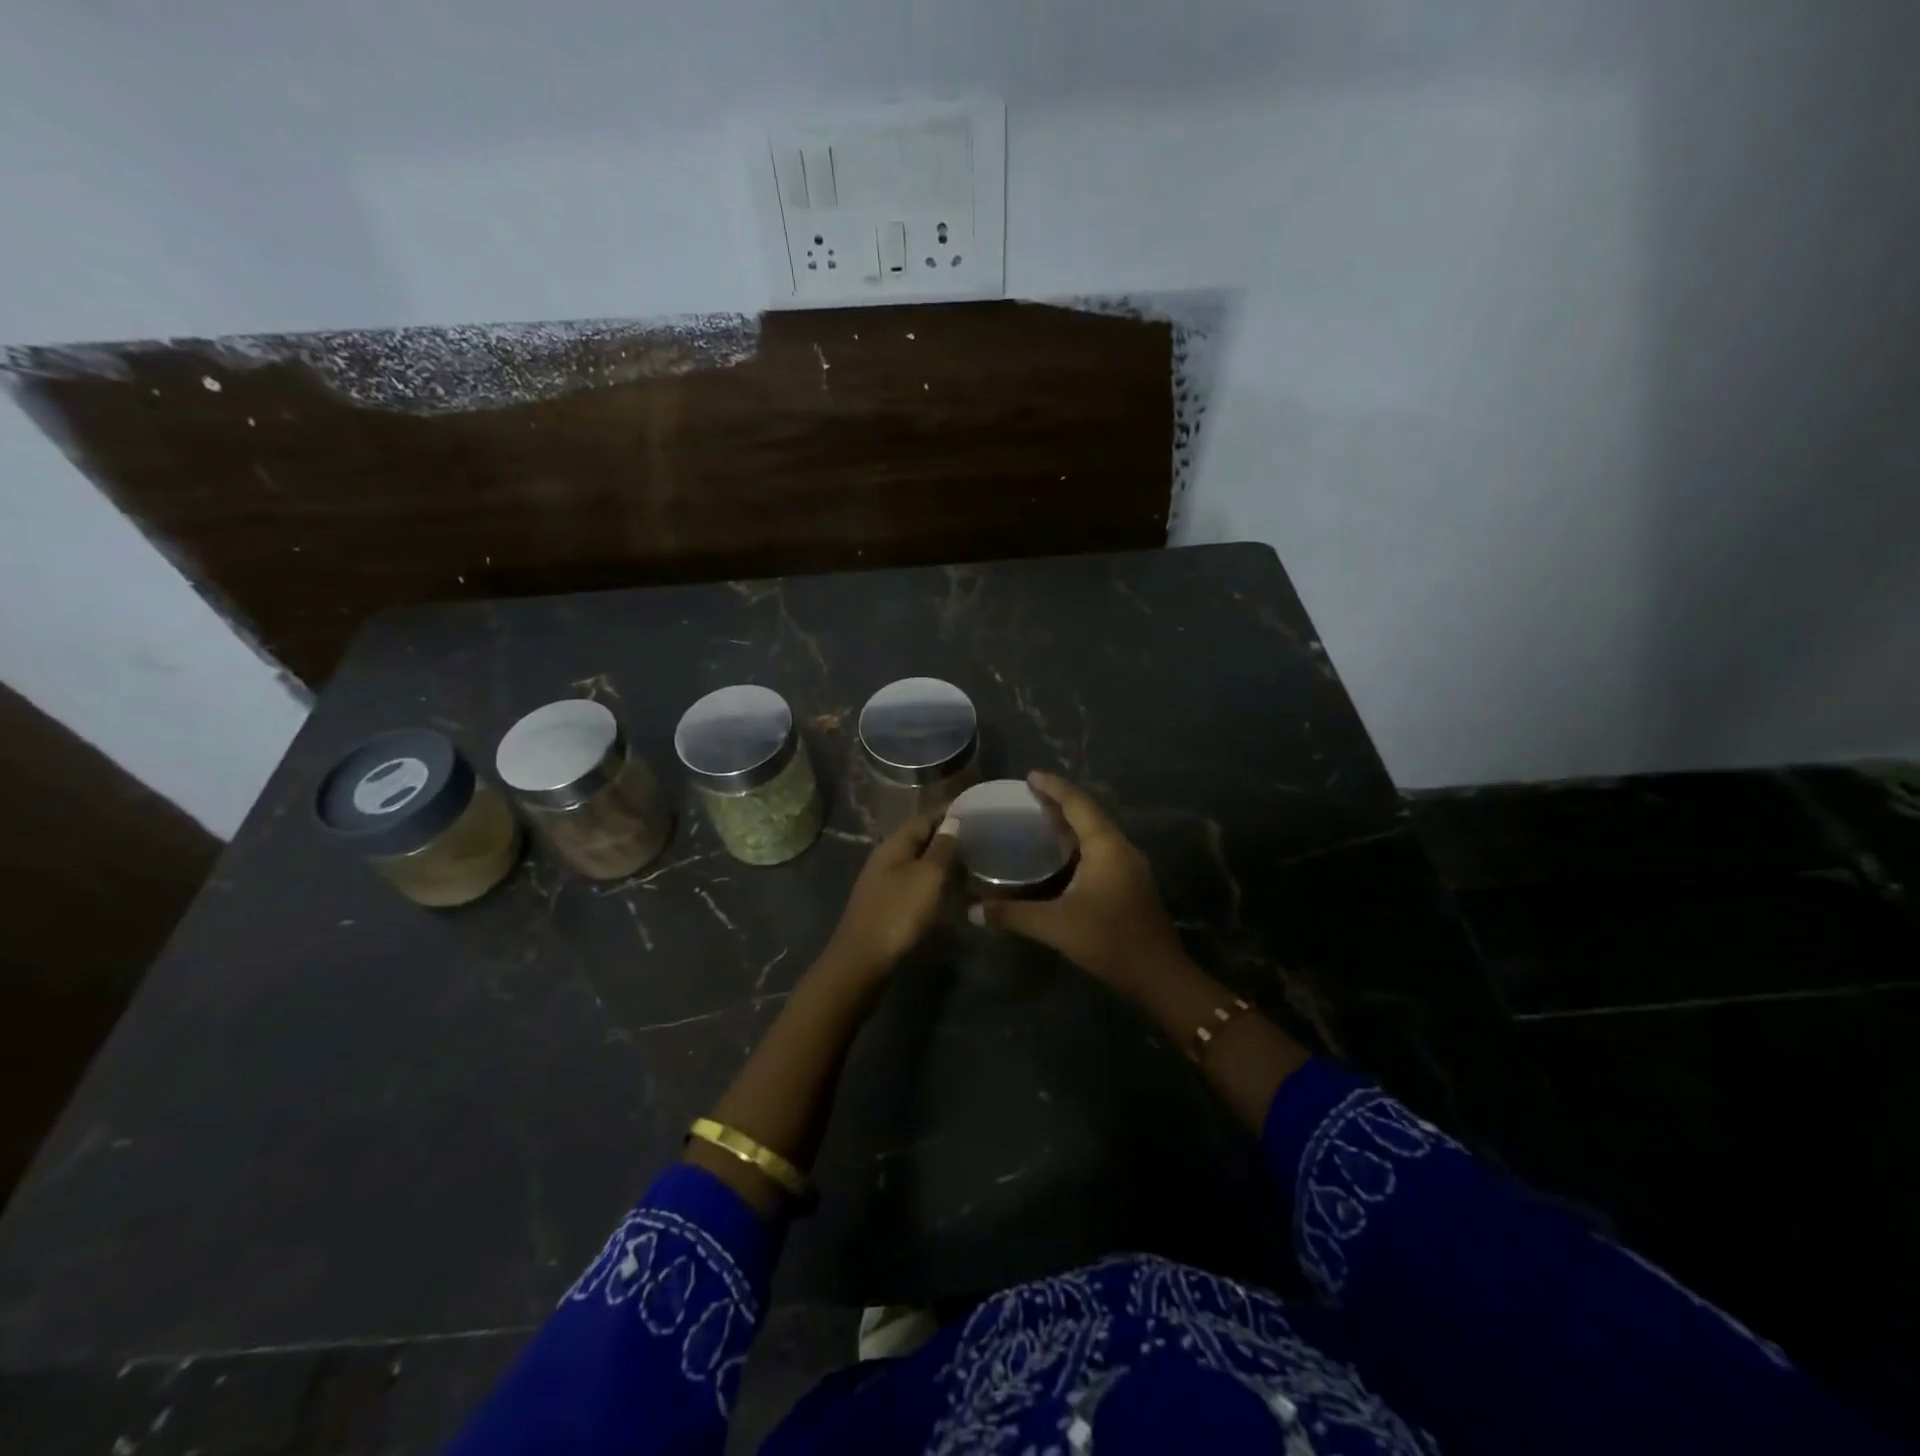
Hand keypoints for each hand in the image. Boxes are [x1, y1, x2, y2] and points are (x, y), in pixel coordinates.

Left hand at [819, 809, 959, 986]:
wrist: (863, 961)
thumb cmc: (898, 913)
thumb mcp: (927, 877)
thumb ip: (941, 847)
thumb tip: (953, 820)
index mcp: (894, 845)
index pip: (925, 817)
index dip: (949, 811)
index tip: (975, 808)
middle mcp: (886, 858)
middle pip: (919, 839)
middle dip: (947, 835)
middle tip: (979, 835)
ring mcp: (883, 883)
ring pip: (917, 862)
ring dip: (941, 859)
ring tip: (971, 860)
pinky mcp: (886, 905)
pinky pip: (914, 882)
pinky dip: (933, 880)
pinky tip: (949, 888)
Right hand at [970, 773, 1186, 992]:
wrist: (1159, 975)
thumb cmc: (1108, 940)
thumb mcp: (1055, 926)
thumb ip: (1013, 915)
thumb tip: (973, 910)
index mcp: (1106, 846)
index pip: (1077, 804)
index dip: (1054, 787)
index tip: (1030, 776)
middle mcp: (1122, 848)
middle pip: (1090, 813)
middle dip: (1061, 802)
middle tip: (1030, 796)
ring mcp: (1131, 866)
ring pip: (1098, 832)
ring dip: (1073, 823)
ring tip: (1042, 819)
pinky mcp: (1132, 883)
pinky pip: (1103, 849)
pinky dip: (1081, 843)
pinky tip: (1064, 855)